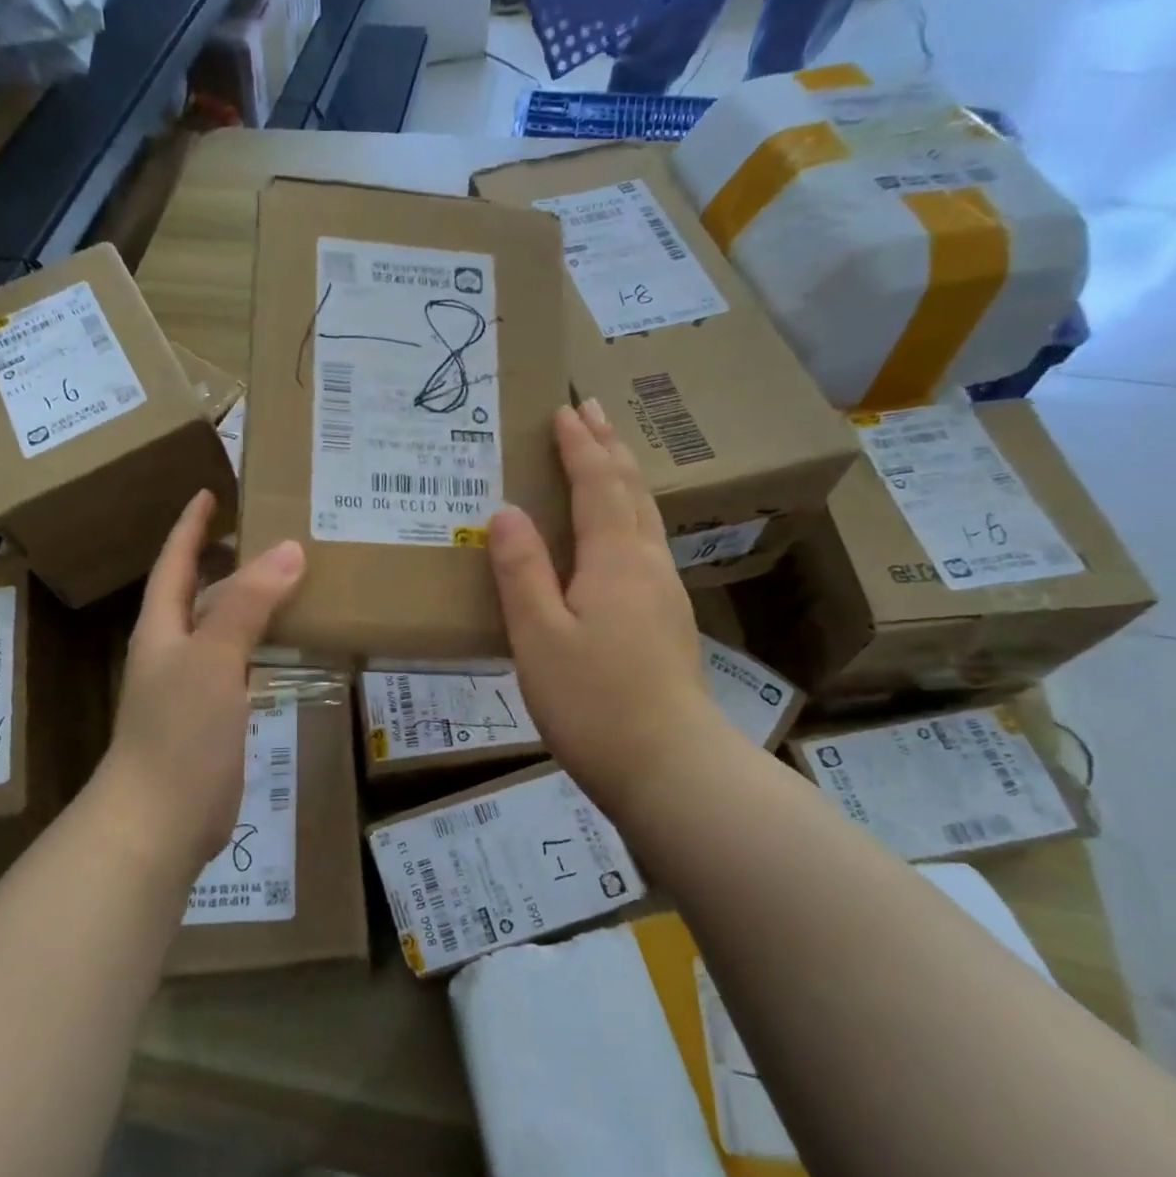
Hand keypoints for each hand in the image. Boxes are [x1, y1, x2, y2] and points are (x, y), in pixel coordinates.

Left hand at [100, 490, 304, 872]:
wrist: (159, 820)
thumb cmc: (178, 732)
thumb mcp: (213, 659)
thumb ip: (248, 605)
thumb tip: (288, 550)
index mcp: (162, 627)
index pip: (174, 561)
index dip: (191, 526)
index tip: (211, 491)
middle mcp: (173, 650)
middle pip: (198, 591)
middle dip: (226, 558)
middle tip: (269, 530)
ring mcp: (192, 685)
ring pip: (223, 628)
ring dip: (250, 601)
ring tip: (291, 576)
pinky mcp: (213, 716)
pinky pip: (240, 664)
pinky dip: (261, 643)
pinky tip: (288, 641)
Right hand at [488, 401, 722, 822]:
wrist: (669, 767)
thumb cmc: (593, 702)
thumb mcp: (539, 637)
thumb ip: (522, 572)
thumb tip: (506, 512)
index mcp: (614, 561)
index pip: (596, 485)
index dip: (579, 446)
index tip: (562, 409)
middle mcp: (647, 564)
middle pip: (630, 490)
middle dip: (608, 446)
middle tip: (590, 409)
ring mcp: (664, 593)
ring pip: (645, 515)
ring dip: (623, 476)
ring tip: (607, 453)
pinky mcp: (667, 620)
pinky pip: (646, 543)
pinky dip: (629, 513)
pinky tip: (622, 530)